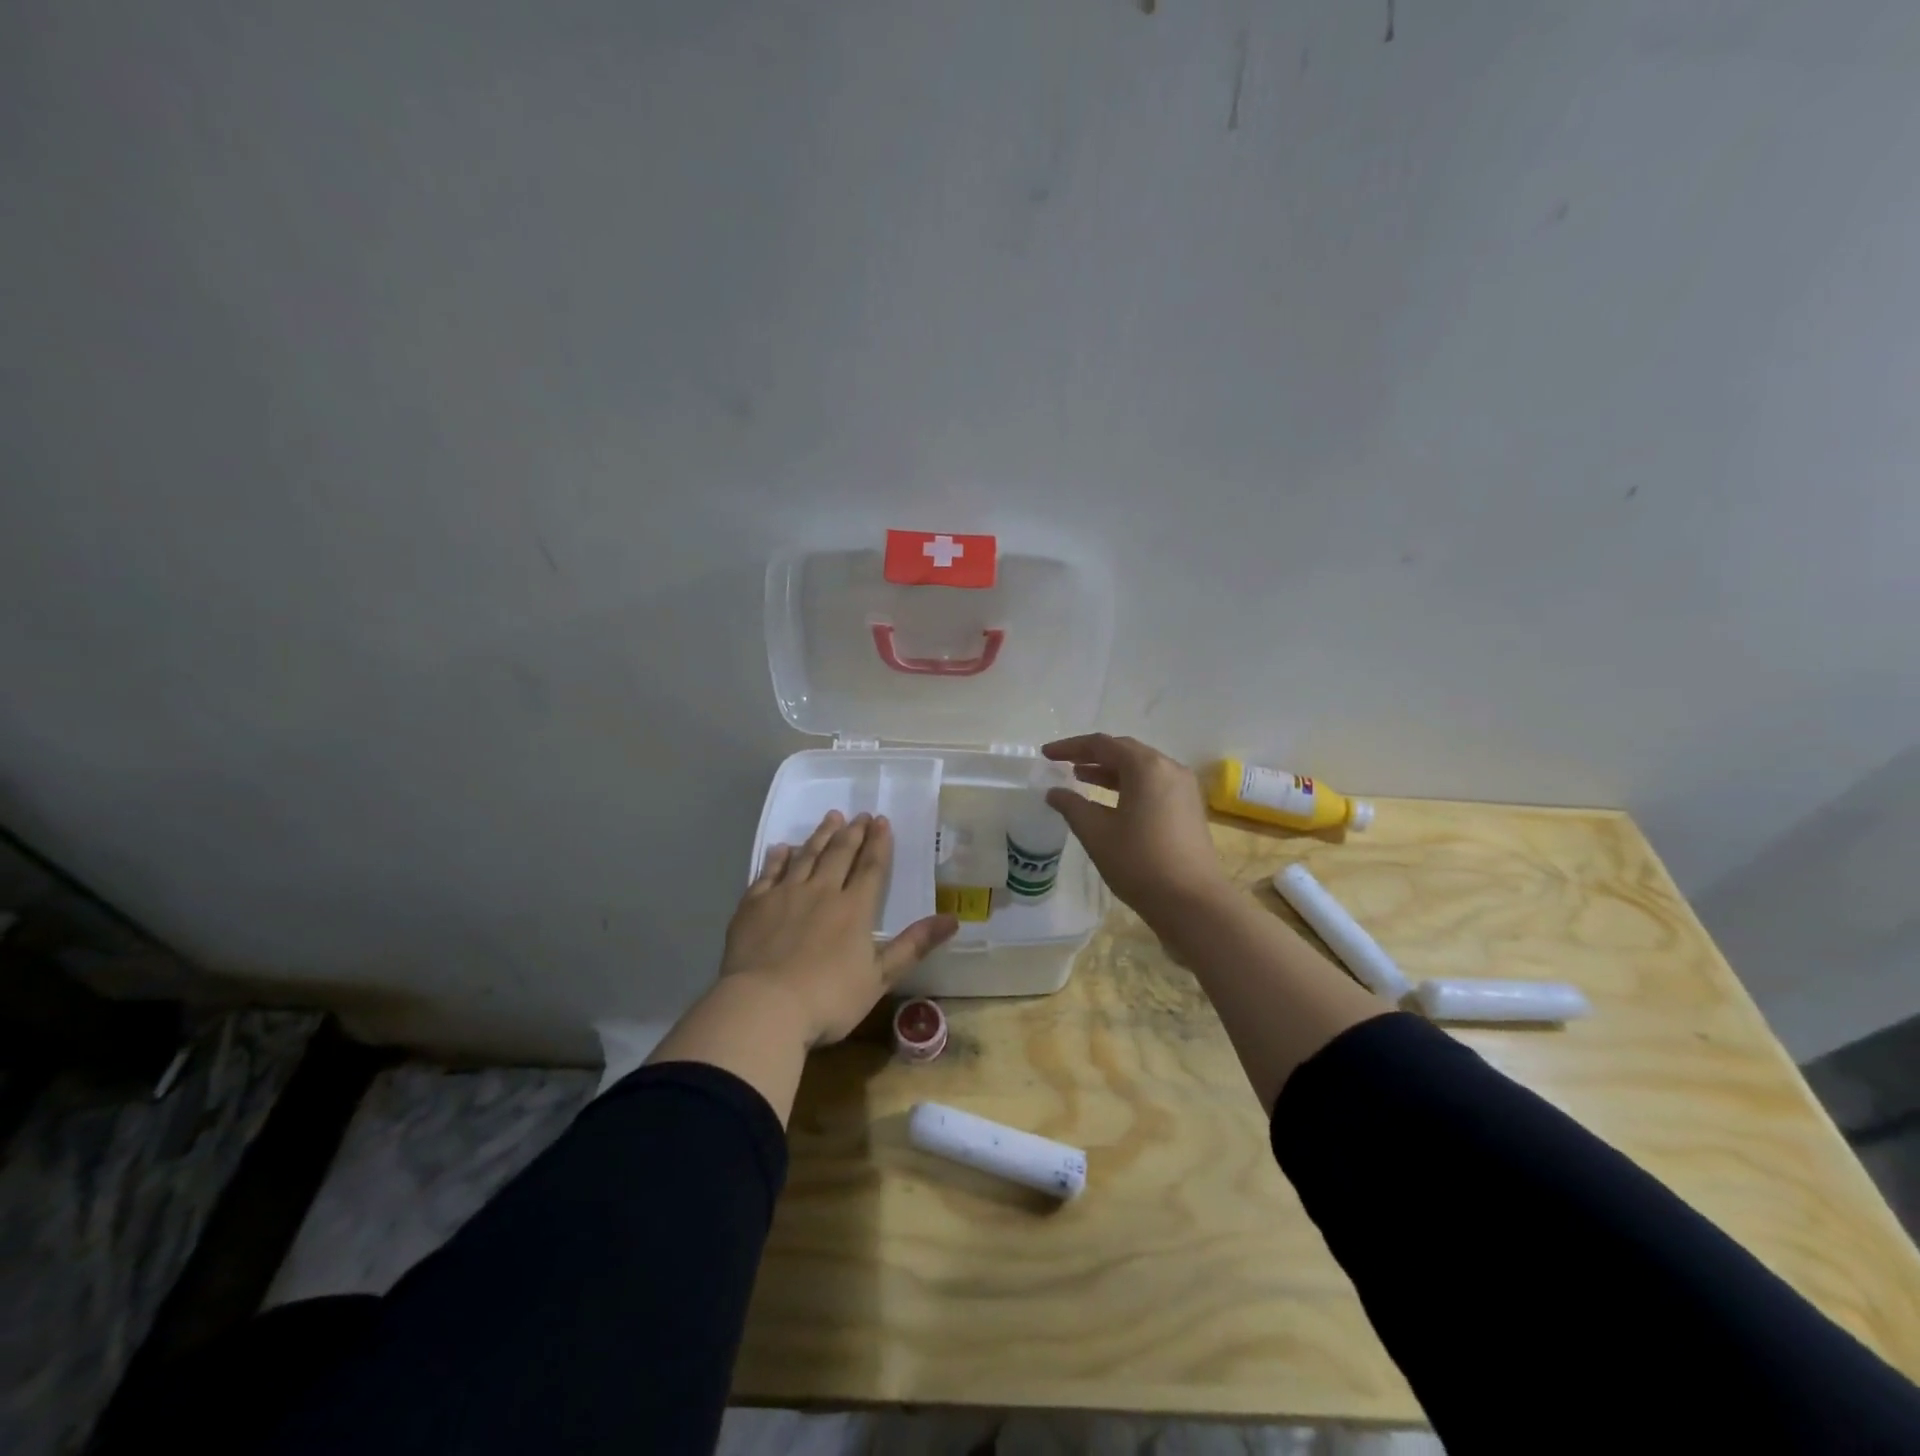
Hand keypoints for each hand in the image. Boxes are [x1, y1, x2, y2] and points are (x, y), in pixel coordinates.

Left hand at [721, 811, 958, 1046]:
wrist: (763, 1007)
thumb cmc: (828, 998)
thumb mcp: (879, 977)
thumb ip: (913, 945)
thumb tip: (953, 919)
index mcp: (854, 909)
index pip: (871, 867)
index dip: (878, 843)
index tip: (881, 820)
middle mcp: (821, 892)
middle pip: (839, 854)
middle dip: (852, 833)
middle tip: (859, 815)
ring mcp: (785, 895)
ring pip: (806, 856)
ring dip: (820, 836)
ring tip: (831, 818)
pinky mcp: (754, 905)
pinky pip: (768, 872)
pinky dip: (778, 857)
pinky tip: (781, 848)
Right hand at [1041, 734, 1231, 922]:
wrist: (1192, 903)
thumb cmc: (1139, 862)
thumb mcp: (1096, 833)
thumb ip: (1072, 806)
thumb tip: (1054, 792)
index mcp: (1146, 767)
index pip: (1102, 744)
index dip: (1070, 747)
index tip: (1046, 754)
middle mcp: (1169, 768)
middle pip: (1124, 751)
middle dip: (1091, 755)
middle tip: (1063, 763)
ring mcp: (1184, 789)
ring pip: (1140, 769)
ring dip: (1110, 771)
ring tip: (1081, 778)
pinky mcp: (1189, 809)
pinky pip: (1153, 785)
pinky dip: (1128, 785)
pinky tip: (1110, 801)